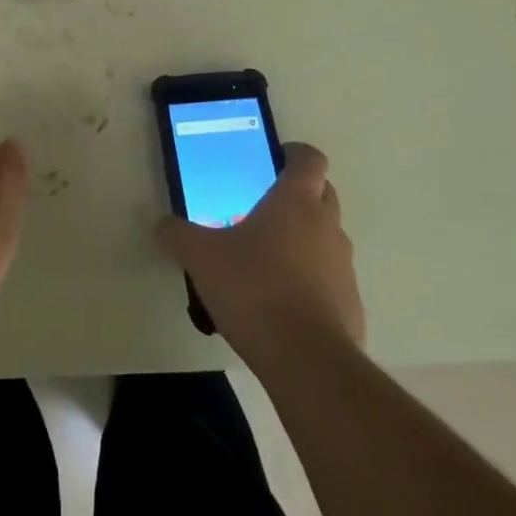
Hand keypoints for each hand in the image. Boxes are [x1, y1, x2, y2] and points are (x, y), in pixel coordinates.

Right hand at [157, 143, 365, 364]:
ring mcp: (344, 266)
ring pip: (328, 237)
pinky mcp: (352, 305)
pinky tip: (282, 303)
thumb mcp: (201, 257)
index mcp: (296, 201)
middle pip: (323, 193)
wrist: (307, 361)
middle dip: (299, 195)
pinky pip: (331, 279)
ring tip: (268, 260)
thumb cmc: (254, 288)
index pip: (309, 158)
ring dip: (306, 239)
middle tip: (263, 208)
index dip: (294, 153)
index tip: (273, 159)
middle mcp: (327, 225)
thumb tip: (163, 226)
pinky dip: (313, 281)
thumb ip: (179, 235)